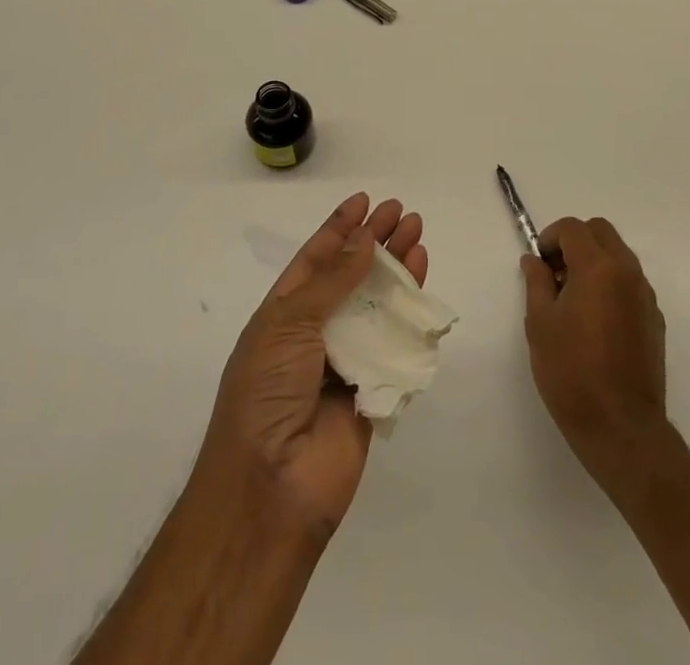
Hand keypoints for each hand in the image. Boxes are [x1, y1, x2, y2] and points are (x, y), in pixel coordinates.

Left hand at [197, 193, 428, 537]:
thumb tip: (364, 239)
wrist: (271, 487)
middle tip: (403, 213)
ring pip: (378, 305)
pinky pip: (397, 344)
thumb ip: (333, 281)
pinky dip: (411, 315)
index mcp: (283, 314)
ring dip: (397, 270)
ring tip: (418, 236)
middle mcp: (315, 333)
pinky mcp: (374, 389)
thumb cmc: (267, 392)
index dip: (339, 228)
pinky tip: (422, 285)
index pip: (316, 259)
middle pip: (352, 276)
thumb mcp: (289, 323)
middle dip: (376, 242)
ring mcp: (346, 361)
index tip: (365, 201)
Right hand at [521, 216, 667, 481]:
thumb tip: (534, 260)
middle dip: (575, 242)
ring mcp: (645, 296)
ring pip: (619, 255)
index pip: (573, 228)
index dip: (550, 237)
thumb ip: (537, 282)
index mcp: (598, 267)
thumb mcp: (540, 324)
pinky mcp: (655, 319)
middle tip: (556, 274)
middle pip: (601, 232)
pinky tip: (596, 321)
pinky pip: (630, 283)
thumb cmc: (571, 372)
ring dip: (595, 261)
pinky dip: (611, 284)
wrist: (621, 427)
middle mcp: (627, 272)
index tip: (539, 264)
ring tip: (574, 299)